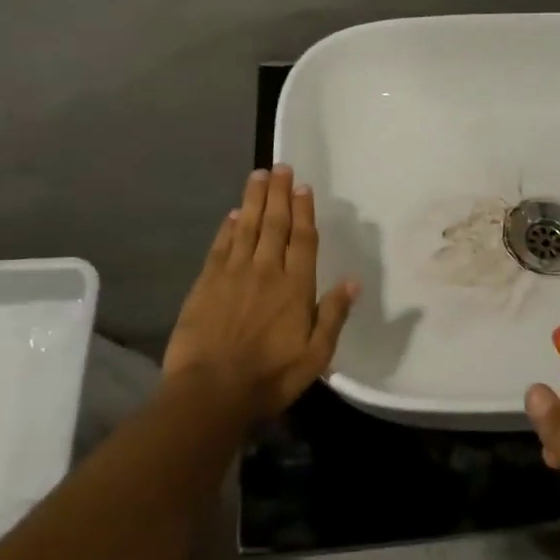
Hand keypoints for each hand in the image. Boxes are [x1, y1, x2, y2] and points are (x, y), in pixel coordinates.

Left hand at [163, 165, 357, 422]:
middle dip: (279, 193)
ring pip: (246, 227)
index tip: (303, 187)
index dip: (304, 211)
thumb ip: (333, 316)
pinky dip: (227, 228)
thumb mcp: (315, 356)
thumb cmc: (269, 377)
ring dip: (253, 199)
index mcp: (296, 287)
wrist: (210, 392)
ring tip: (258, 175)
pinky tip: (232, 214)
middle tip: (281, 167)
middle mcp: (266, 270)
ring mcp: (234, 274)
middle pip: (275, 224)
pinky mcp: (206, 283)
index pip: (303, 239)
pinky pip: (220, 246)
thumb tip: (353, 281)